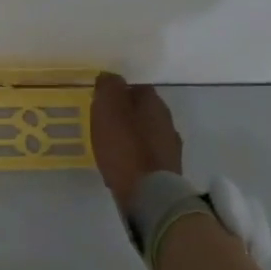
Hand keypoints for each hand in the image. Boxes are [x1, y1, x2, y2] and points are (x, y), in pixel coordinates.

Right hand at [91, 72, 182, 212]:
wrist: (149, 193)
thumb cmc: (124, 147)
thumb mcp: (108, 109)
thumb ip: (108, 87)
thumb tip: (109, 76)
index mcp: (153, 102)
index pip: (135, 87)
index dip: (117, 93)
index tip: (100, 103)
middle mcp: (167, 120)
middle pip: (143, 111)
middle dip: (125, 115)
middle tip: (102, 124)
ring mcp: (170, 146)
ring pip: (146, 133)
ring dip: (130, 137)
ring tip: (110, 147)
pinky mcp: (168, 169)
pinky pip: (147, 156)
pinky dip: (135, 156)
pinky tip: (122, 165)